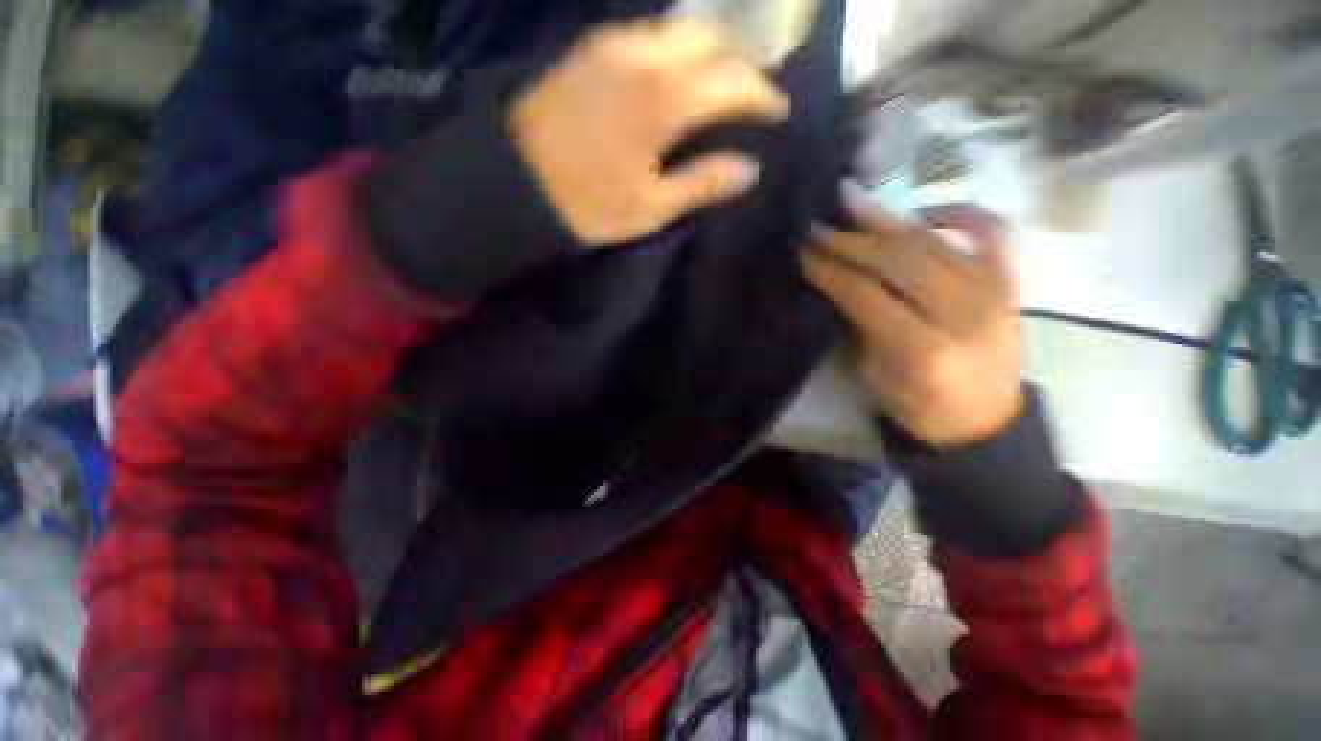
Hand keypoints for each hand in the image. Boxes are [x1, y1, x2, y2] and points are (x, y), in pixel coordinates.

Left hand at [509, 19, 788, 245]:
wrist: (515, 181)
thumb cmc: (589, 202)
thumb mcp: (652, 206)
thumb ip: (703, 182)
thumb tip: (749, 169)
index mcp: (666, 98)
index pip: (733, 80)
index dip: (762, 94)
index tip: (777, 110)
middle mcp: (645, 55)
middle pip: (710, 38)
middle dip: (738, 62)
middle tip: (749, 92)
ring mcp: (614, 45)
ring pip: (678, 30)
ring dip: (707, 50)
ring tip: (717, 81)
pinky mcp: (591, 49)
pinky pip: (647, 34)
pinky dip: (674, 49)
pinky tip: (675, 74)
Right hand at [802, 203, 1022, 446]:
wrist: (984, 419)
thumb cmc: (919, 406)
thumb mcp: (873, 375)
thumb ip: (856, 326)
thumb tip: (833, 283)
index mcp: (922, 348)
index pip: (865, 294)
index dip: (829, 270)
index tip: (801, 253)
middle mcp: (962, 312)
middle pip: (897, 260)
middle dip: (850, 240)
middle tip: (816, 226)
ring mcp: (992, 290)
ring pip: (930, 241)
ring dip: (885, 221)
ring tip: (850, 202)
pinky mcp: (1009, 280)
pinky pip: (989, 230)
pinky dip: (958, 212)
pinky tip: (923, 210)